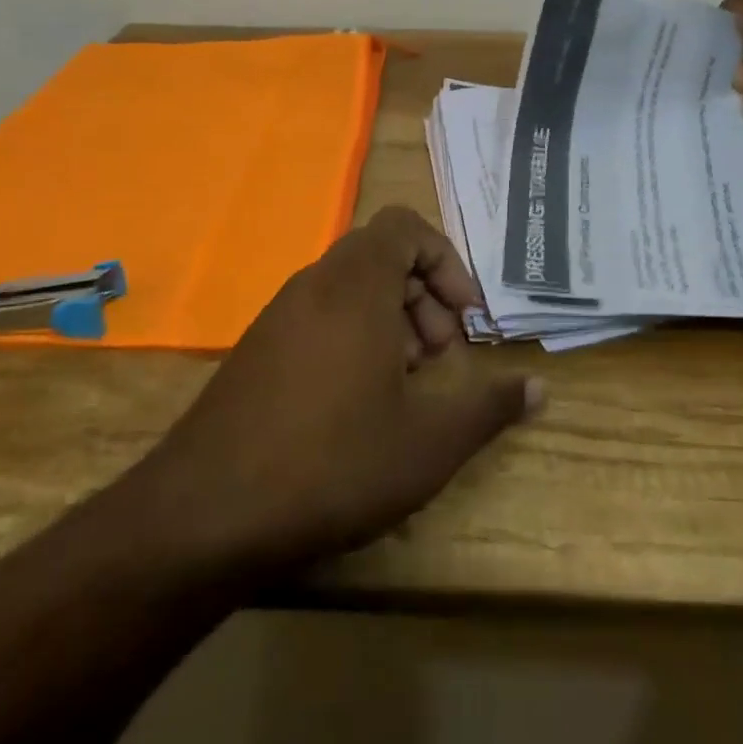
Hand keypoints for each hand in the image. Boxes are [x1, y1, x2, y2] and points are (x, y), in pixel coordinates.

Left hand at [124, 207, 540, 576]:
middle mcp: (315, 286)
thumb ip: (489, 407)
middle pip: (380, 256)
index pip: (404, 226)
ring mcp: (278, 317)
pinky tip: (358, 406)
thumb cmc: (332, 461)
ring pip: (349, 289)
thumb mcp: (429, 441)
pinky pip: (318, 318)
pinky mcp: (256, 352)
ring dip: (391, 321)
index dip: (445, 260)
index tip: (465, 317)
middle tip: (441, 355)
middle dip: (423, 295)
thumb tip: (538, 389)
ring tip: (406, 384)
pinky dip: (353, 340)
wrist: (204, 516)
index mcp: (356, 286)